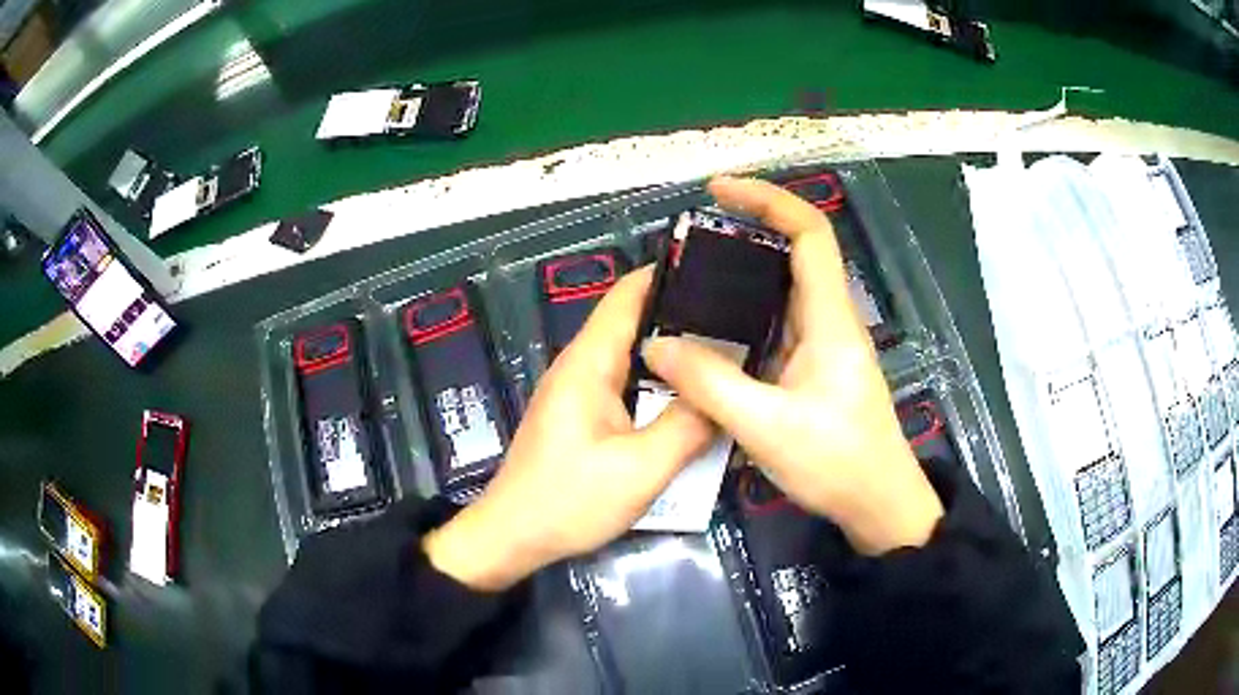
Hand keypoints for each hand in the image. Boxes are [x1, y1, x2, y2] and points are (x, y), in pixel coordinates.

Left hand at [424, 268, 714, 589]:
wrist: (513, 536)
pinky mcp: (582, 414)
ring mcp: (579, 390)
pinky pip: (627, 383)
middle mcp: (582, 365)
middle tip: (743, 316)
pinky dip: (659, 380)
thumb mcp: (641, 469)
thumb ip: (688, 426)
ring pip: (633, 354)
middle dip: (684, 312)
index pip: (628, 294)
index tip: (720, 271)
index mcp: (589, 362)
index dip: (670, 274)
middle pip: (634, 320)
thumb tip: (724, 394)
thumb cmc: (569, 501)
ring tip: (729, 350)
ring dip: (674, 350)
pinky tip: (692, 394)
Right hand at [642, 176, 943, 554]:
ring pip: (781, 291)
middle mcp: (828, 320)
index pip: (809, 233)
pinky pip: (774, 326)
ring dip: (740, 276)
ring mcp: (822, 345)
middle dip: (746, 230)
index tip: (719, 191)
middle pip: (794, 252)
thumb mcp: (767, 427)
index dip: (768, 200)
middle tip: (689, 239)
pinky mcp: (813, 368)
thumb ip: (710, 384)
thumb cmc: (837, 463)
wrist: (877, 504)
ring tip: (687, 280)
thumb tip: (657, 344)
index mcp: (829, 318)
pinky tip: (708, 334)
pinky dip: (741, 316)